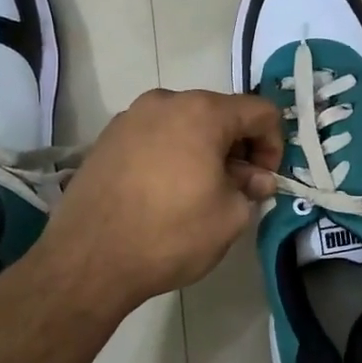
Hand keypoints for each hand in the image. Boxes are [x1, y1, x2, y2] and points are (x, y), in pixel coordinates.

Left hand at [35, 89, 283, 311]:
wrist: (87, 260)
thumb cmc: (170, 234)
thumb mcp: (229, 217)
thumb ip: (251, 188)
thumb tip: (255, 178)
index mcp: (203, 112)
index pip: (260, 112)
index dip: (274, 145)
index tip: (265, 180)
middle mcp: (166, 101)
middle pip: (220, 113)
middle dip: (238, 146)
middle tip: (237, 187)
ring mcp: (131, 116)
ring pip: (185, 123)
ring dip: (204, 149)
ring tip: (199, 190)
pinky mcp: (107, 137)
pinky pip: (155, 135)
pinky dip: (171, 153)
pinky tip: (164, 191)